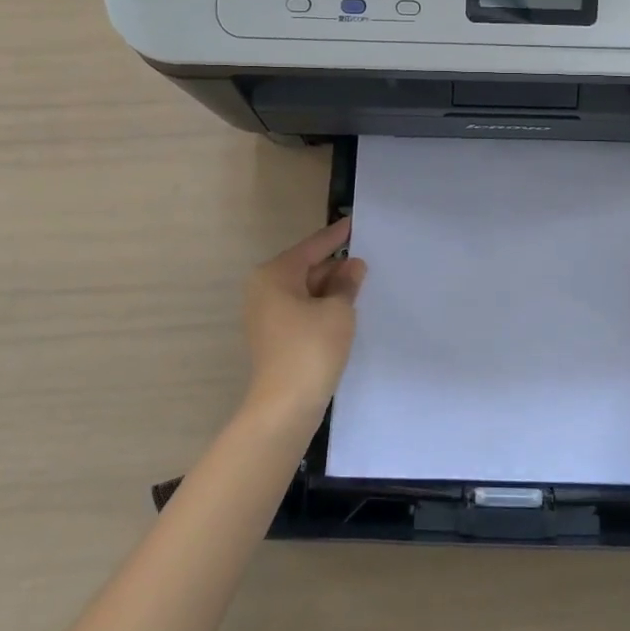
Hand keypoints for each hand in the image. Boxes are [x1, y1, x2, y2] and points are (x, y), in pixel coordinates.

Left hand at [242, 216, 366, 420]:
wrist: (284, 408)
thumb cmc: (311, 349)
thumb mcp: (338, 310)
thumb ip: (347, 283)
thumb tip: (353, 266)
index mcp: (275, 275)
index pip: (312, 247)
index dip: (335, 236)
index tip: (353, 222)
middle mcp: (264, 289)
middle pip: (306, 268)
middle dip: (335, 266)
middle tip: (366, 259)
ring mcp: (266, 315)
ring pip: (304, 290)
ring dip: (330, 288)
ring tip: (361, 283)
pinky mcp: (273, 337)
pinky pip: (301, 309)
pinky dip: (321, 306)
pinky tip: (344, 309)